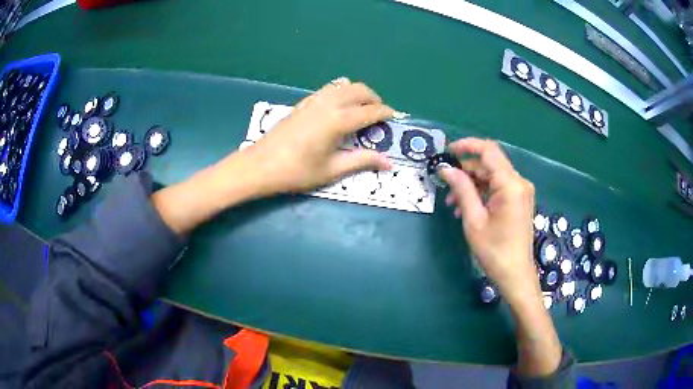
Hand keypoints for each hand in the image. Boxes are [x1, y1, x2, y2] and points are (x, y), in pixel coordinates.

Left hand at [241, 78, 393, 195]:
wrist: (260, 165)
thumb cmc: (297, 171)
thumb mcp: (332, 170)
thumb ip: (362, 161)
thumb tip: (388, 163)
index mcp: (338, 120)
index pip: (370, 111)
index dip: (386, 113)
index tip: (395, 118)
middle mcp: (328, 104)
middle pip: (359, 90)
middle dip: (374, 99)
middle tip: (379, 115)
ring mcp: (314, 100)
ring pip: (343, 85)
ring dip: (357, 92)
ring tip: (361, 109)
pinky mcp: (303, 103)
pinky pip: (328, 89)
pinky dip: (341, 92)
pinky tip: (339, 105)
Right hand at [439, 138, 538, 302]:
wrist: (515, 275)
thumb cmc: (494, 250)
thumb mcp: (474, 220)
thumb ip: (461, 189)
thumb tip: (446, 169)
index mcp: (510, 184)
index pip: (488, 150)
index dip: (466, 146)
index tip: (447, 151)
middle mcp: (519, 182)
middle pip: (489, 164)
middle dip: (466, 171)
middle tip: (445, 185)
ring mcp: (520, 192)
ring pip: (492, 176)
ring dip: (471, 185)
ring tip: (453, 204)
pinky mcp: (519, 201)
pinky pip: (497, 188)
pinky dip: (481, 193)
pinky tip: (467, 208)